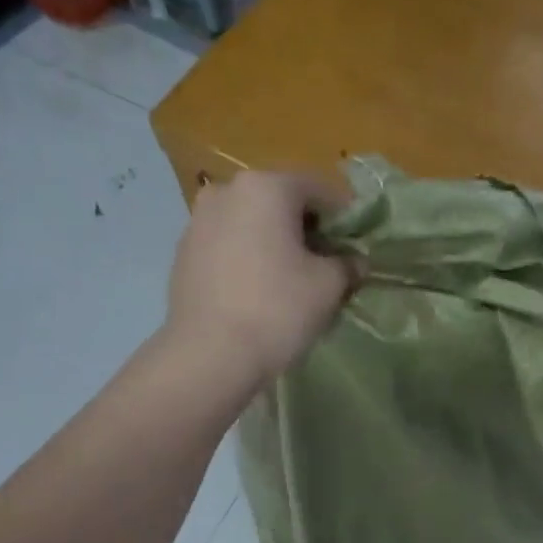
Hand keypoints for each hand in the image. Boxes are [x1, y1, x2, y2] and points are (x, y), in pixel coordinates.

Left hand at [163, 169, 358, 383]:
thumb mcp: (329, 287)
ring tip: (294, 278)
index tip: (358, 244)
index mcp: (267, 187)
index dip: (345, 215)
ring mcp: (199, 220)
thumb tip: (355, 261)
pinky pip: (230, 244)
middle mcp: (227, 190)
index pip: (319, 188)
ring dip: (277, 242)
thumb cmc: (278, 310)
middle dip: (308, 228)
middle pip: (282, 201)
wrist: (210, 354)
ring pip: (253, 222)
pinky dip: (250, 257)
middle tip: (329, 262)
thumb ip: (348, 265)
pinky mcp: (184, 252)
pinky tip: (261, 290)